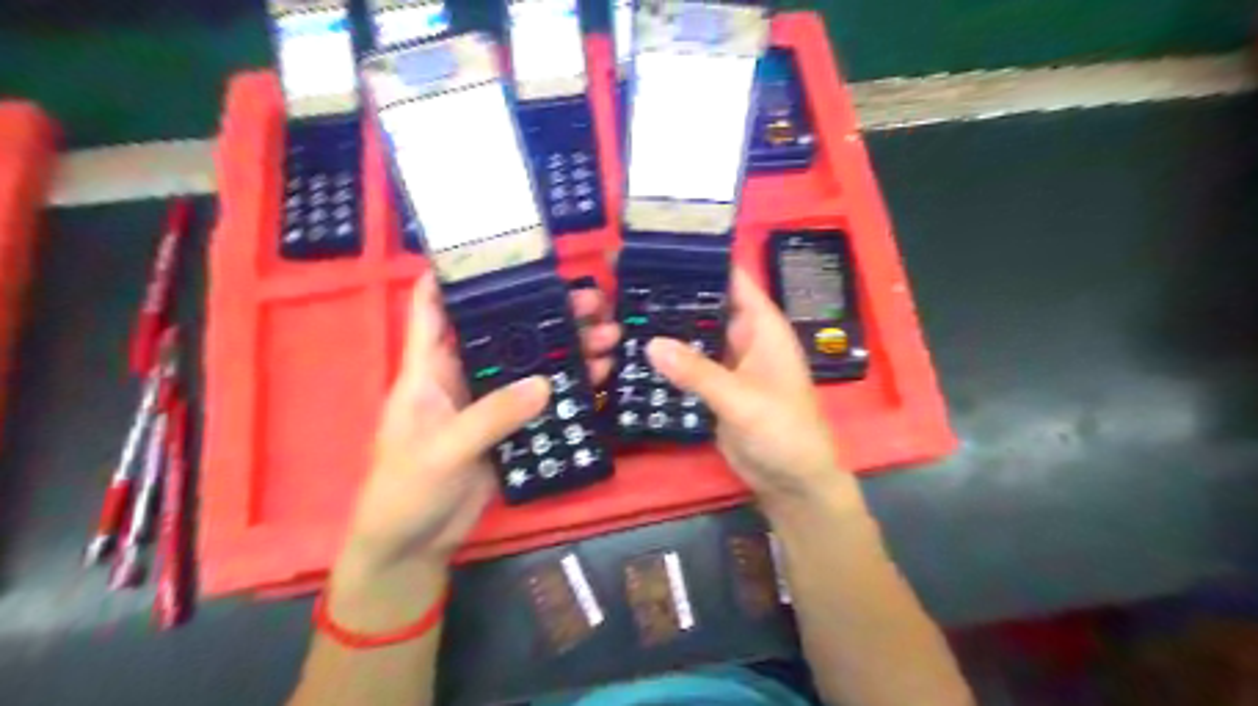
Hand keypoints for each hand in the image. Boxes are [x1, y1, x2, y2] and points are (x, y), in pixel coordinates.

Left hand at [326, 272, 616, 618]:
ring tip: (609, 335)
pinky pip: (544, 400)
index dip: (457, 275)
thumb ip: (492, 415)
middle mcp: (462, 376)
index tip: (500, 251)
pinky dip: (570, 387)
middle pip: (504, 332)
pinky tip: (598, 376)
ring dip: (568, 348)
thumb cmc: (406, 489)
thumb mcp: (442, 449)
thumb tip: (545, 383)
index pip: (435, 308)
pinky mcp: (510, 427)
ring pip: (532, 363)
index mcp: (428, 369)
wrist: (415, 543)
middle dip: (544, 311)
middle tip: (591, 299)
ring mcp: (490, 402)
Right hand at [648, 268, 866, 515]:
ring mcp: (727, 363)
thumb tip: (650, 344)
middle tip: (626, 277)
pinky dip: (667, 358)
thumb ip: (698, 372)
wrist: (792, 481)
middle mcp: (744, 337)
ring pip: (694, 335)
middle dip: (674, 292)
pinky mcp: (714, 388)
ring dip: (667, 326)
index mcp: (762, 326)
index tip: (660, 245)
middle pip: (706, 304)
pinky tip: (634, 349)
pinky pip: (687, 365)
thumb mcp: (742, 399)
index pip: (732, 278)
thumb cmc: (783, 431)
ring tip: (622, 306)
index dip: (702, 259)